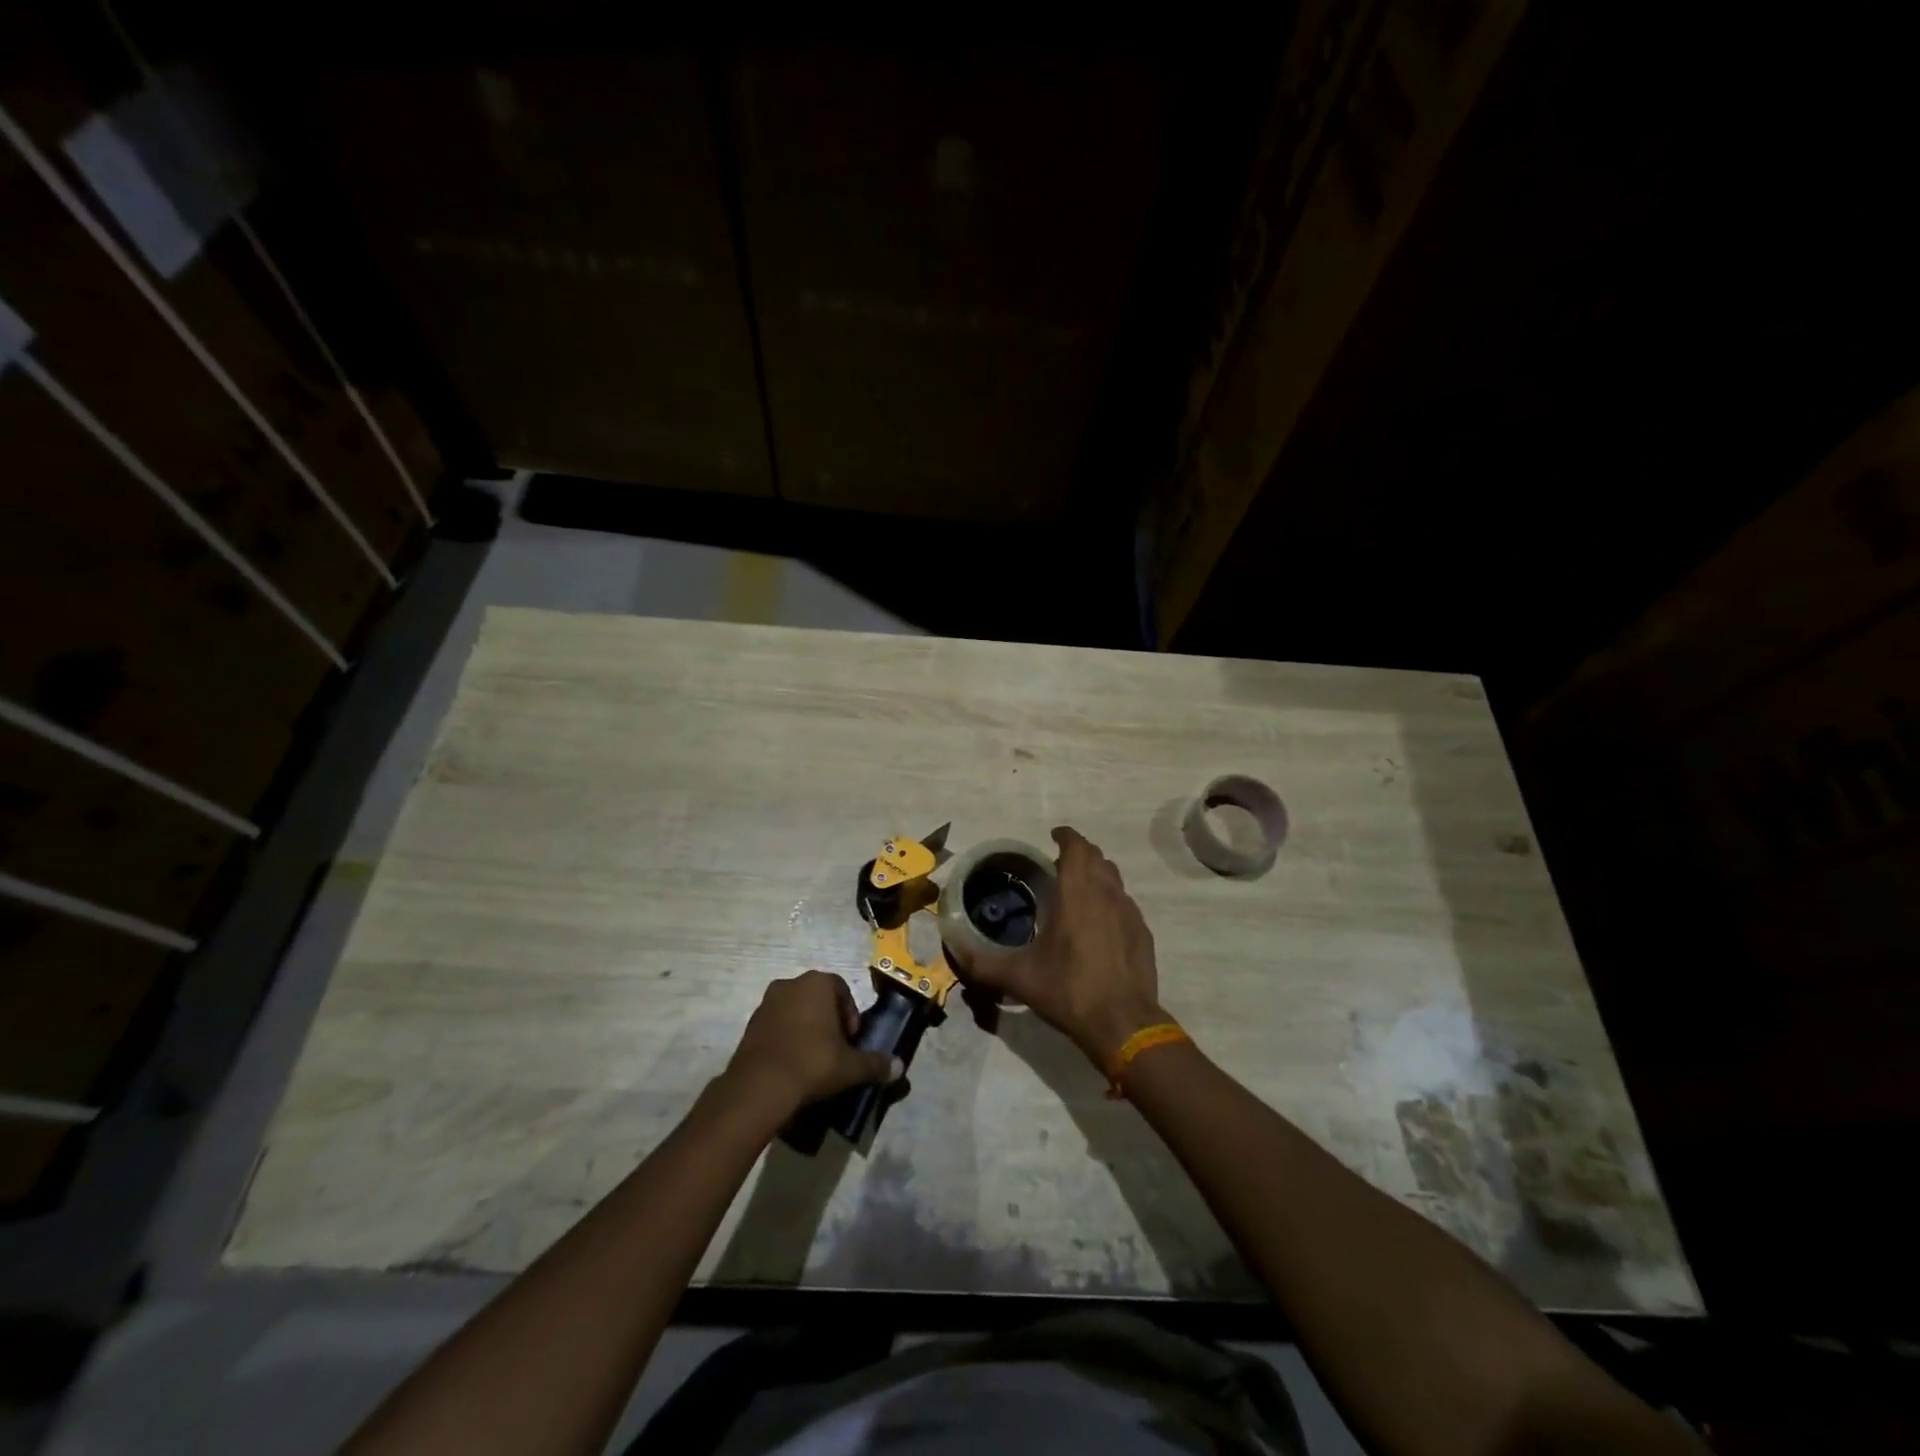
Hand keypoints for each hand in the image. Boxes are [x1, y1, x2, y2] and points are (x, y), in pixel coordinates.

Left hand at [722, 970, 900, 1120]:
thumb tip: (899, 1067)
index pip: (842, 990)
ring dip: (806, 1029)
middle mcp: (791, 984)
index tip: (851, 1041)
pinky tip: (792, 1065)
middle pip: (818, 999)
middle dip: (828, 1021)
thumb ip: (875, 1064)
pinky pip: (776, 1026)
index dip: (850, 1016)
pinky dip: (786, 1039)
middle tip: (835, 1050)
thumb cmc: (812, 1063)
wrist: (760, 1086)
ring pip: (795, 1011)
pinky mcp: (749, 1024)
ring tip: (813, 1060)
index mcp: (817, 983)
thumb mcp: (850, 1067)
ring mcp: (767, 1002)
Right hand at [953, 826, 1165, 1067]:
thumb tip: (956, 952)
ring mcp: (1129, 912)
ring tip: (1078, 889)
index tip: (1053, 836)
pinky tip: (1099, 923)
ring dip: (1096, 874)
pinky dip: (1111, 900)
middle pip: (1097, 857)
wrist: (1123, 1023)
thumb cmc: (1069, 990)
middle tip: (1059, 864)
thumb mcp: (1019, 978)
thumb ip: (983, 963)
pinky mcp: (1143, 933)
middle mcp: (1106, 893)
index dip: (1066, 836)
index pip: (1076, 847)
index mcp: (1077, 893)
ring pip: (1114, 878)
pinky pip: (1125, 903)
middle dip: (1079, 853)